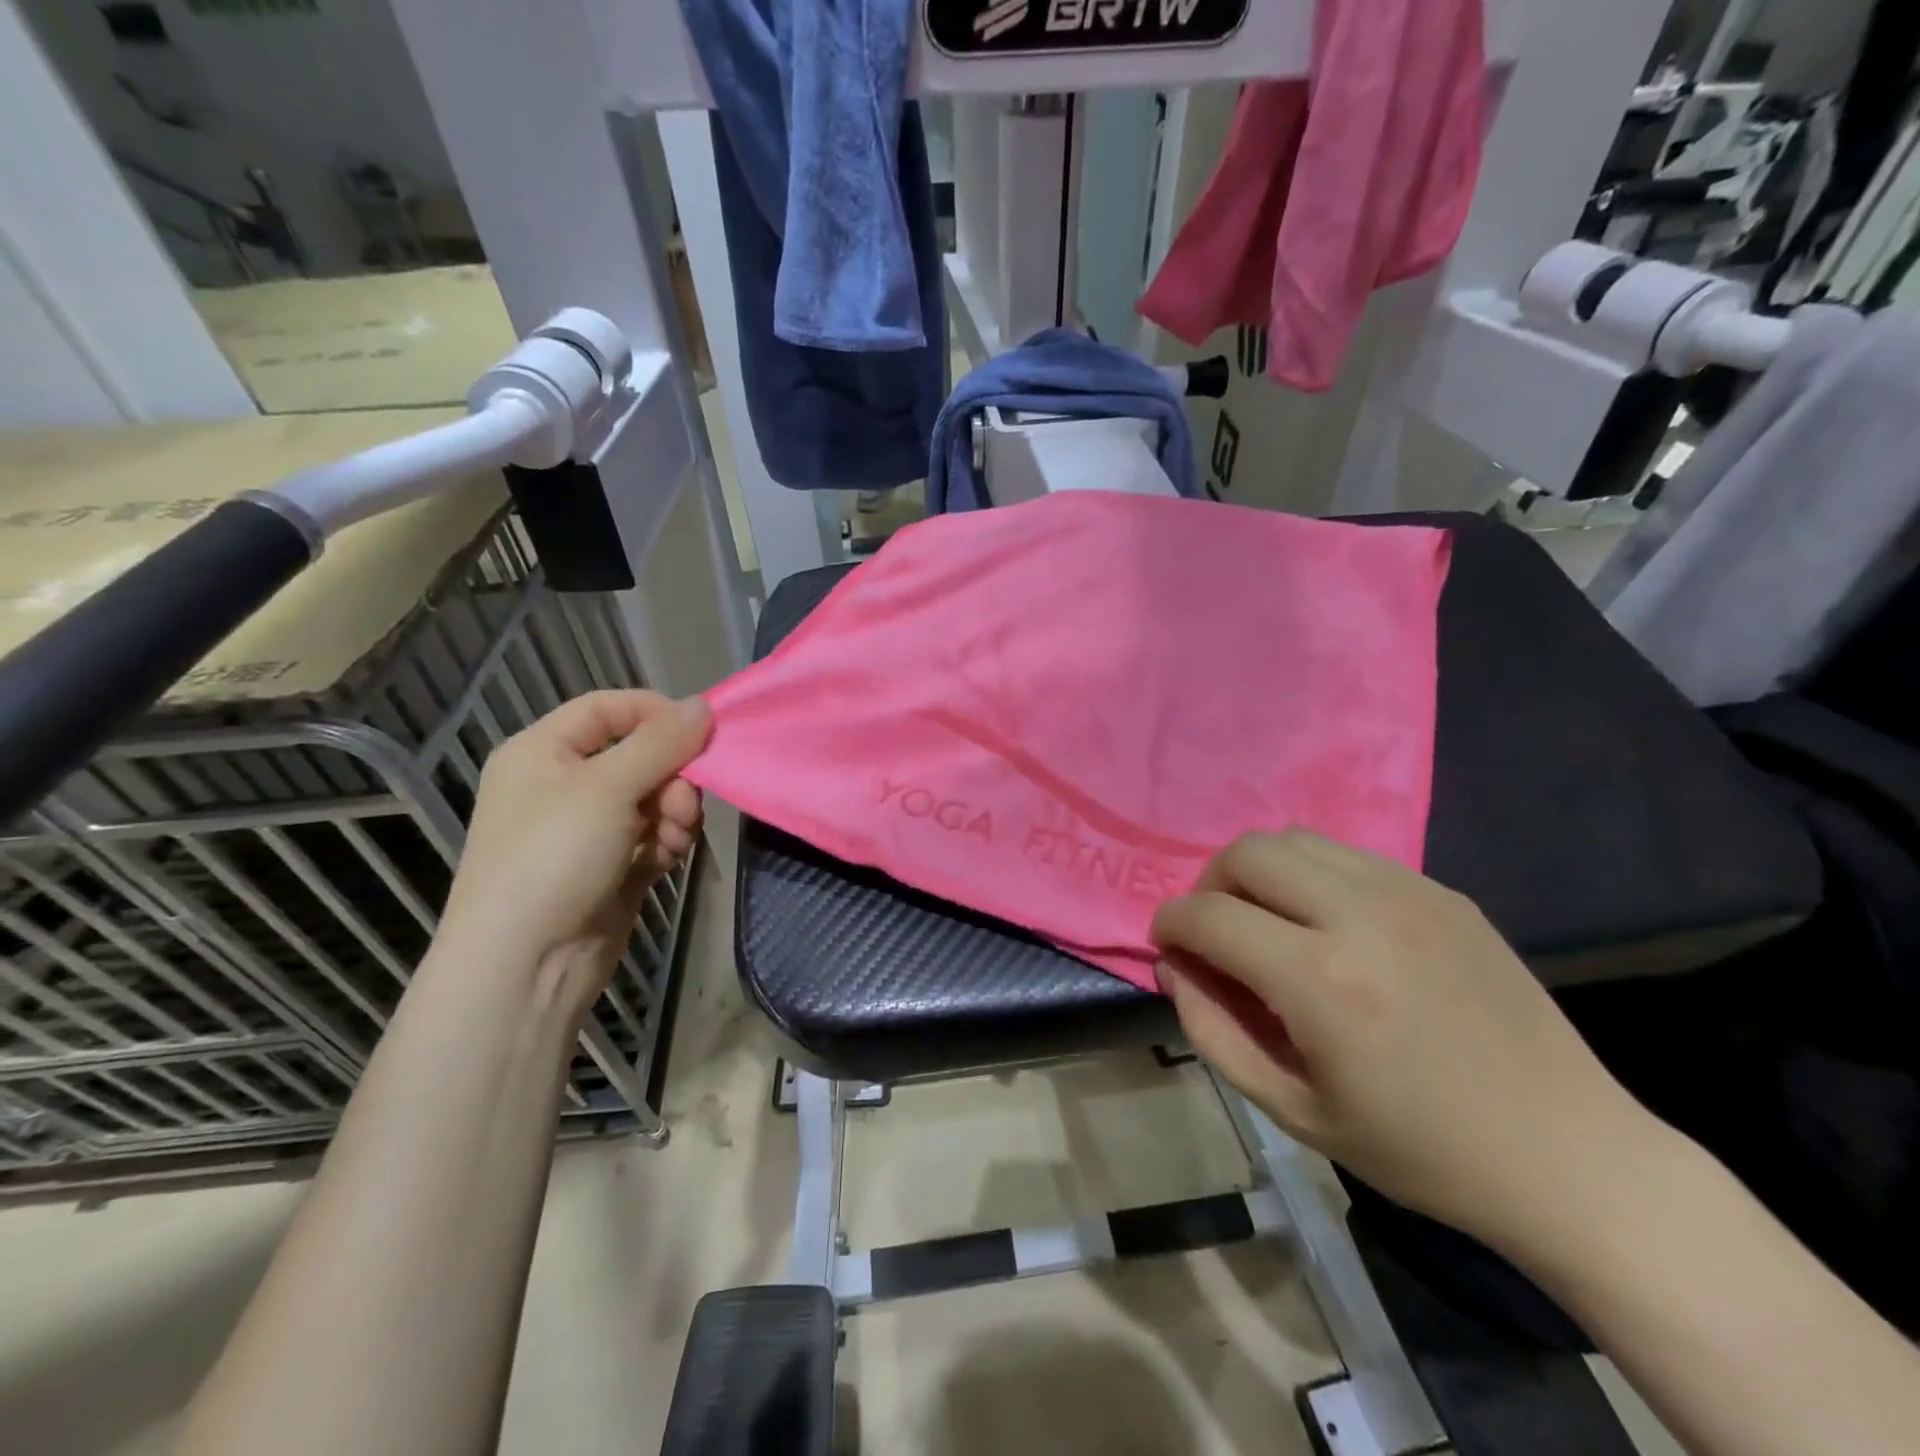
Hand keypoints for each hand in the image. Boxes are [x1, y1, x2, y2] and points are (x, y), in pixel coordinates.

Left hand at [439, 691, 710, 1011]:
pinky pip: (654, 835)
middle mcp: (565, 785)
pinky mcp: (613, 865)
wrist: (526, 964)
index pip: (607, 709)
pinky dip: (667, 842)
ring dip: (674, 813)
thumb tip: (704, 704)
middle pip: (641, 756)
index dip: (655, 713)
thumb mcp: (608, 787)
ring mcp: (589, 829)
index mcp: (543, 752)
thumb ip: (662, 742)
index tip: (700, 733)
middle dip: (672, 777)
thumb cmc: (554, 857)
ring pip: (655, 797)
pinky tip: (665, 860)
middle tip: (682, 805)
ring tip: (672, 840)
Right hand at [1151, 831, 1648, 1250]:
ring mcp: (1410, 894)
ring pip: (1294, 839)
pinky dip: (1311, 876)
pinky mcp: (1443, 891)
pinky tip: (1328, 925)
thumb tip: (1173, 965)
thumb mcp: (1292, 1110)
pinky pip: (1347, 855)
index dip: (1170, 925)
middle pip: (1246, 853)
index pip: (1208, 915)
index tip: (1168, 946)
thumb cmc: (1419, 1149)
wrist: (1569, 1155)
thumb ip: (1212, 1029)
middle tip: (1216, 932)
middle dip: (1209, 886)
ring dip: (1258, 873)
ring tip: (1268, 921)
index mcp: (1322, 982)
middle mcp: (1362, 916)